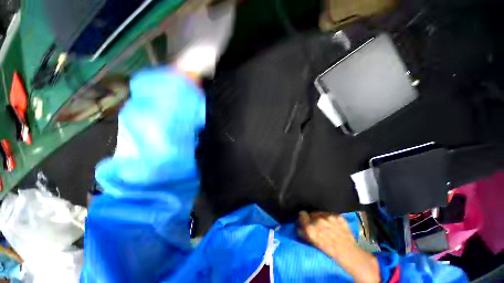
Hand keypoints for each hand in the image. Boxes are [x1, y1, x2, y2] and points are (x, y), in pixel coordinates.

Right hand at [299, 211, 380, 282]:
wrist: (350, 254)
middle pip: (311, 213)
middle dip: (313, 218)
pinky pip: (330, 214)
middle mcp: (318, 220)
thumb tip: (299, 226)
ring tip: (327, 225)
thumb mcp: (313, 243)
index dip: (303, 217)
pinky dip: (331, 218)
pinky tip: (335, 225)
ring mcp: (329, 217)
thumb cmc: (329, 252)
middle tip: (317, 225)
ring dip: (321, 217)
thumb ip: (304, 233)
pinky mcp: (338, 215)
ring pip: (320, 212)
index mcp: (311, 228)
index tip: (305, 220)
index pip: (302, 214)